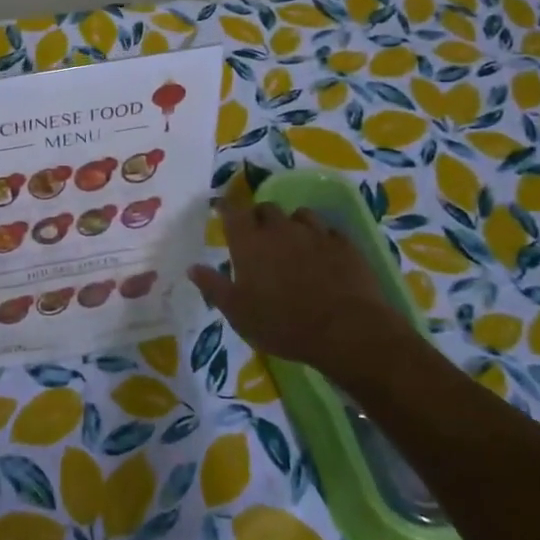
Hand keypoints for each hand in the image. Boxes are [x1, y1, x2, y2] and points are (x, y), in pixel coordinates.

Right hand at [189, 185, 422, 383]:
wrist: (346, 331)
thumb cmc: (282, 324)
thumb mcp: (238, 312)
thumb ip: (213, 287)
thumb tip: (193, 267)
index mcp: (249, 242)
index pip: (232, 212)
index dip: (225, 208)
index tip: (221, 209)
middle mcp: (280, 228)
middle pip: (266, 208)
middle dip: (259, 217)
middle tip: (258, 235)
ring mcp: (315, 233)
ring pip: (300, 215)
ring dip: (292, 224)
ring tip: (292, 241)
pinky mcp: (344, 244)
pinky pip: (328, 231)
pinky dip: (320, 238)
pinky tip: (322, 254)